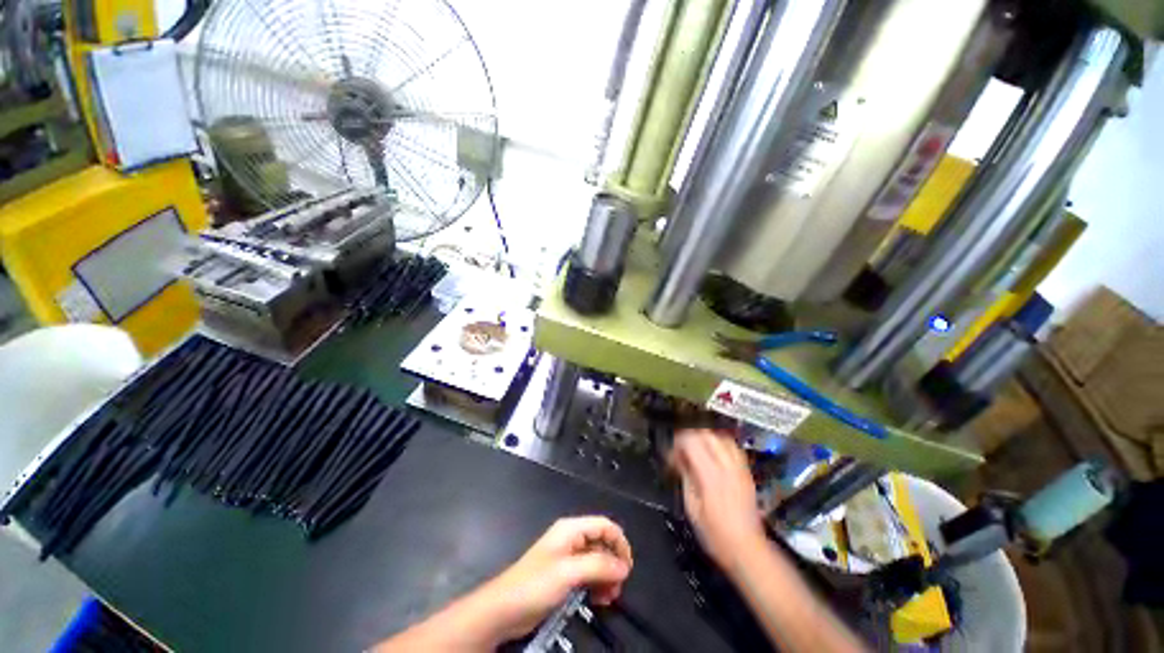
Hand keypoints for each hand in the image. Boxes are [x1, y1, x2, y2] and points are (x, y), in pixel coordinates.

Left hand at [472, 516, 633, 643]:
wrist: (505, 609)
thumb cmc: (535, 584)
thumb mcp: (569, 573)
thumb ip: (598, 566)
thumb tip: (624, 566)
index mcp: (571, 529)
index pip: (604, 525)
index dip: (619, 542)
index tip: (628, 567)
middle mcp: (571, 539)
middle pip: (602, 543)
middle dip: (613, 563)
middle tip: (618, 587)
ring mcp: (568, 558)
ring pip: (597, 561)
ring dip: (607, 577)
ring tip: (609, 597)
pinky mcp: (565, 576)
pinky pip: (589, 575)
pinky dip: (598, 585)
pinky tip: (599, 599)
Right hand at [669, 428, 766, 570]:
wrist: (747, 549)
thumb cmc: (714, 533)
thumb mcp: (692, 507)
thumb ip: (686, 476)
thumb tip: (678, 458)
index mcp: (710, 475)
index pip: (691, 441)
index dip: (677, 442)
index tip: (671, 455)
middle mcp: (726, 466)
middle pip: (706, 434)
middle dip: (689, 436)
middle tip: (680, 449)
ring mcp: (739, 468)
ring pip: (721, 436)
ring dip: (705, 437)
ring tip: (696, 448)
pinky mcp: (747, 472)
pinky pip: (733, 447)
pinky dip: (720, 443)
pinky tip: (714, 453)